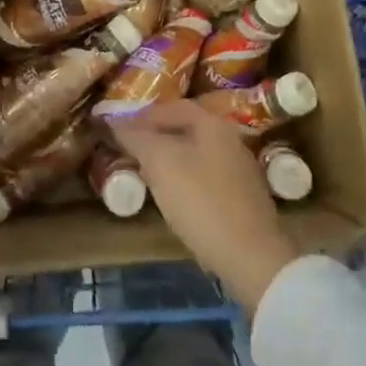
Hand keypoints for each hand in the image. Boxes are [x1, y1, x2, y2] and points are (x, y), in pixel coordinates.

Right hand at [111, 100, 301, 315]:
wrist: (251, 257)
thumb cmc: (201, 201)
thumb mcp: (161, 164)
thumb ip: (137, 138)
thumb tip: (114, 121)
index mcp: (213, 125)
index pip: (173, 107)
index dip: (143, 115)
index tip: (118, 128)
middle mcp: (231, 141)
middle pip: (186, 129)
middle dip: (155, 136)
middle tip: (130, 150)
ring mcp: (240, 171)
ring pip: (196, 154)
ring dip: (169, 159)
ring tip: (145, 173)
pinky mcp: (243, 200)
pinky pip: (206, 177)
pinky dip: (185, 179)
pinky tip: (173, 197)